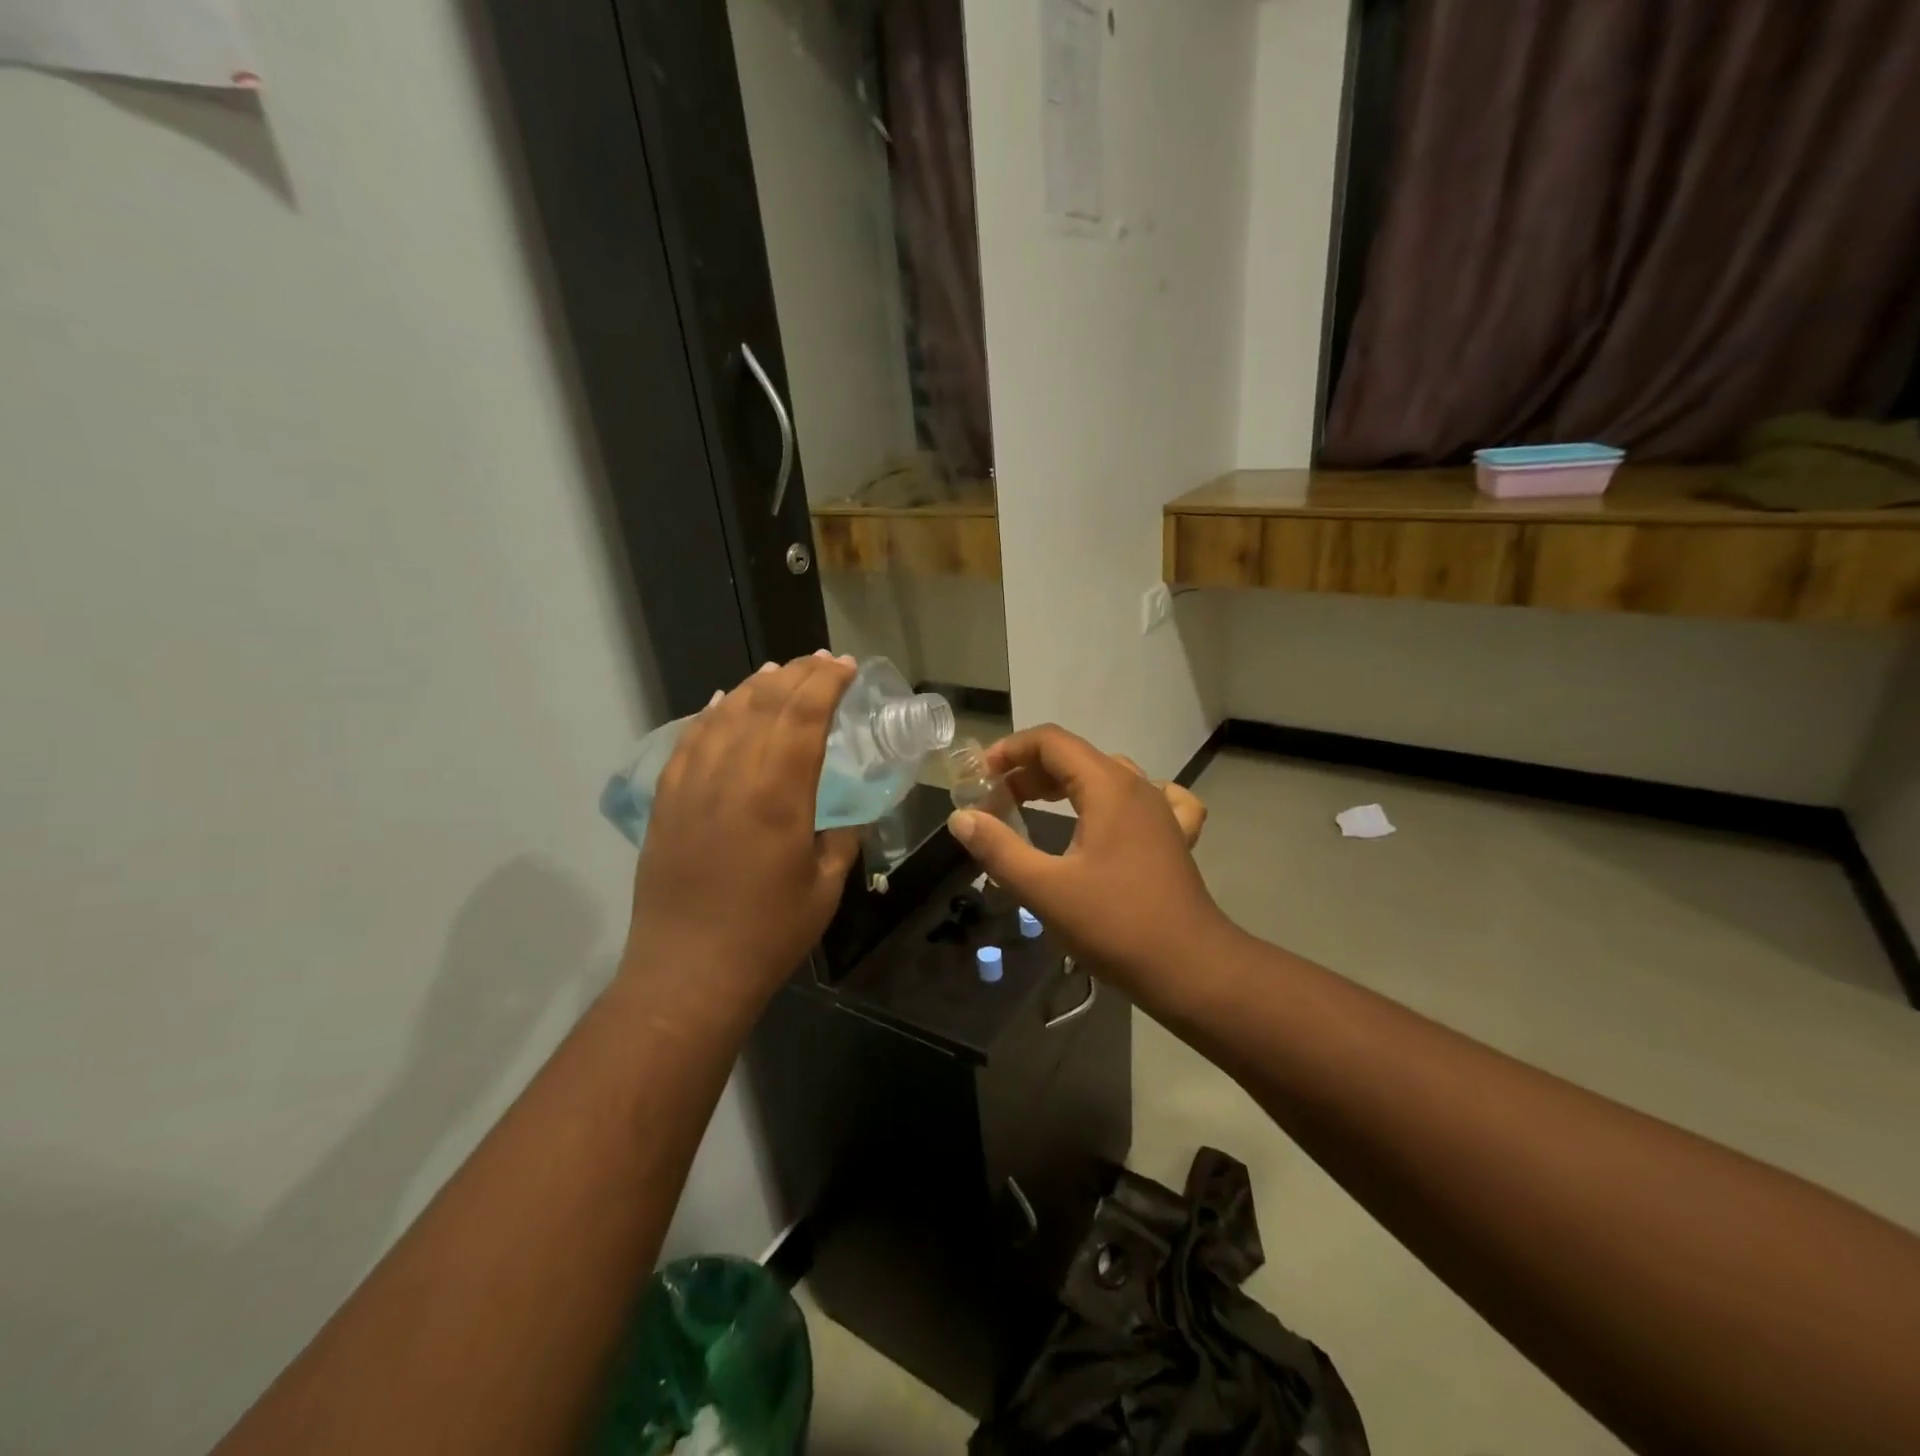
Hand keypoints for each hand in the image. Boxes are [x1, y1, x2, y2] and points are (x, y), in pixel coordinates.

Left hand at [621, 654, 862, 1017]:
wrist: (688, 973)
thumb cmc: (768, 935)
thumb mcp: (825, 887)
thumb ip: (841, 837)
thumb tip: (849, 811)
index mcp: (777, 796)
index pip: (803, 718)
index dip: (826, 684)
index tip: (846, 666)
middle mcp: (731, 777)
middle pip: (764, 705)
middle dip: (797, 674)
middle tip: (822, 661)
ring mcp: (691, 786)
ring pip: (725, 715)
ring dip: (756, 686)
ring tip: (780, 670)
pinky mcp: (666, 801)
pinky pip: (689, 741)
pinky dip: (711, 714)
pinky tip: (725, 703)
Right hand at [948, 724, 1229, 991]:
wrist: (1191, 969)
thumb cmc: (1115, 925)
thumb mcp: (1045, 889)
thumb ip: (998, 849)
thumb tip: (961, 818)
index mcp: (1108, 786)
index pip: (1051, 741)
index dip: (1009, 751)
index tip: (979, 779)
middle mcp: (1138, 786)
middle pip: (1075, 756)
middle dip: (1028, 772)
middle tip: (995, 804)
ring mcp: (1162, 810)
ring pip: (1106, 776)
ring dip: (1064, 784)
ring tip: (1033, 808)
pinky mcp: (1175, 837)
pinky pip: (1147, 799)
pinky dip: (1117, 800)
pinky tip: (1111, 819)